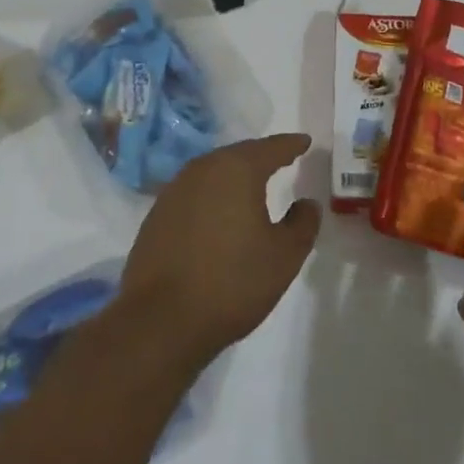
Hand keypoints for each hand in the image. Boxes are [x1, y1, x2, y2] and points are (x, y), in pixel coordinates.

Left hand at [116, 133, 320, 369]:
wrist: (159, 321)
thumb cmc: (231, 283)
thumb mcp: (284, 257)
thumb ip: (302, 224)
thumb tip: (306, 203)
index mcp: (237, 169)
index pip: (271, 148)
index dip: (291, 145)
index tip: (304, 142)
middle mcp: (204, 168)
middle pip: (239, 154)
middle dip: (261, 157)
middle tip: (280, 160)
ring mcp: (175, 190)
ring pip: (214, 172)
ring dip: (234, 176)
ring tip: (252, 187)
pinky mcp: (157, 214)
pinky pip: (194, 193)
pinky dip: (212, 197)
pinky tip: (218, 215)